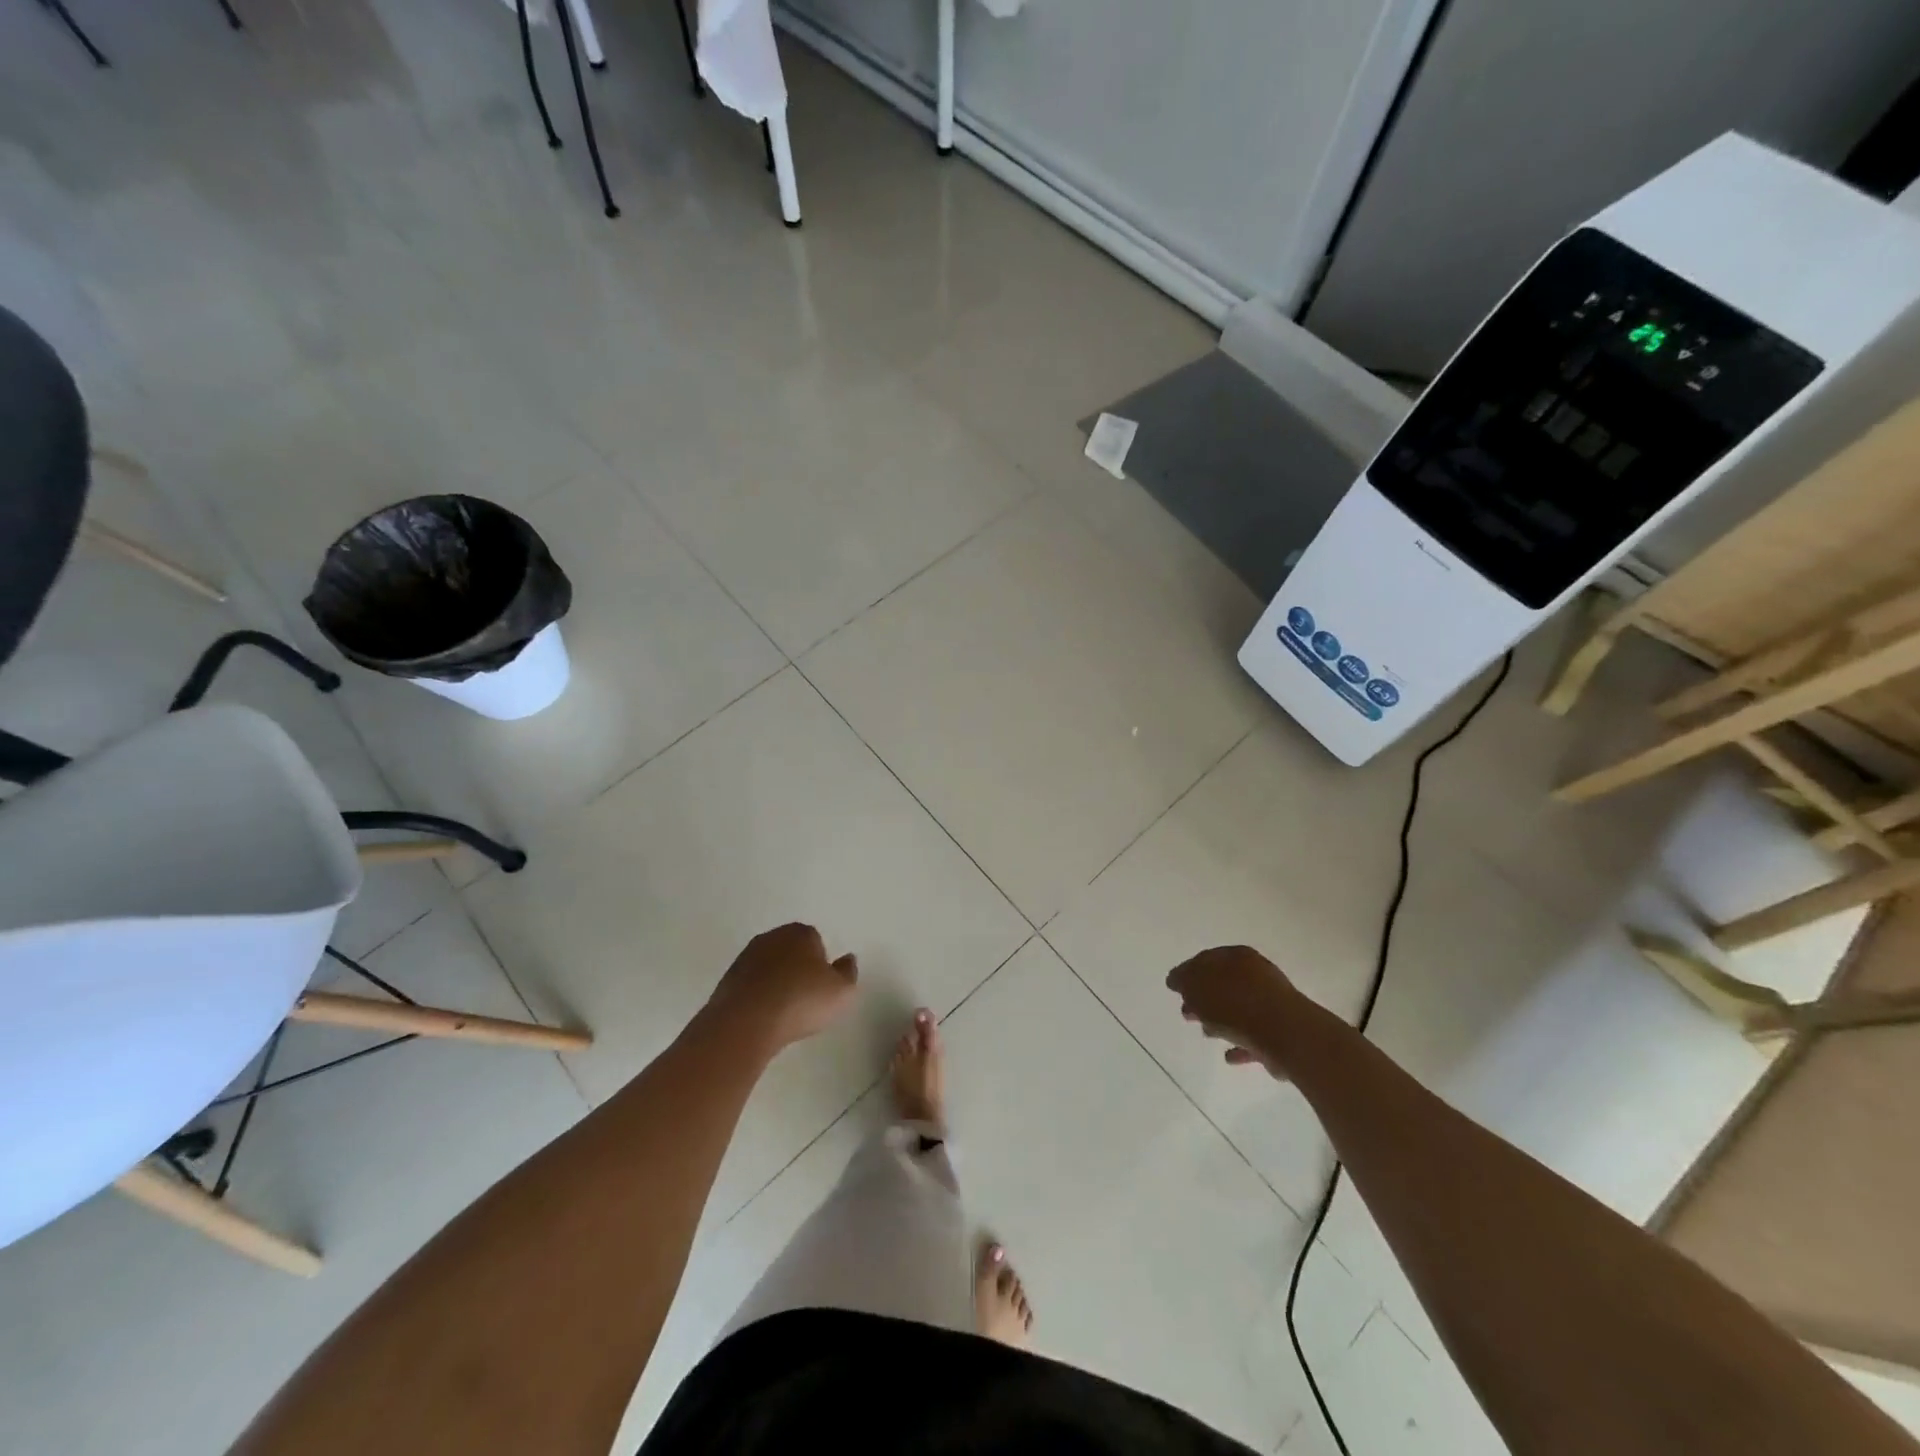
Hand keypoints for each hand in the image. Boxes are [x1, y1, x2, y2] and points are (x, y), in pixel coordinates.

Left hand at [706, 923, 857, 1053]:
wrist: (746, 1023)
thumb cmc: (801, 1001)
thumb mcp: (842, 991)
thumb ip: (848, 972)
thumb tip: (847, 959)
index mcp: (800, 933)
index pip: (816, 941)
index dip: (821, 964)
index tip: (822, 986)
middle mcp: (771, 937)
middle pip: (790, 951)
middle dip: (797, 969)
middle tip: (805, 999)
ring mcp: (745, 957)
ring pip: (768, 967)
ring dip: (775, 983)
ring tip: (784, 1013)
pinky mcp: (726, 980)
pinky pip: (750, 986)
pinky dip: (758, 997)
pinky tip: (763, 1018)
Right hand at [1166, 945, 1304, 1077]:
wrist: (1285, 1035)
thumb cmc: (1236, 1004)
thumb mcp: (1197, 986)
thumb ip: (1183, 980)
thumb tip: (1176, 979)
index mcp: (1237, 956)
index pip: (1207, 959)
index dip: (1188, 972)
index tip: (1174, 988)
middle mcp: (1257, 974)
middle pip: (1223, 984)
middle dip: (1203, 998)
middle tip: (1186, 1012)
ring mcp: (1272, 1004)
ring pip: (1239, 1010)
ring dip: (1221, 1021)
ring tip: (1205, 1033)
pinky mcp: (1281, 1033)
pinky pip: (1254, 1036)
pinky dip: (1240, 1043)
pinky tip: (1228, 1056)